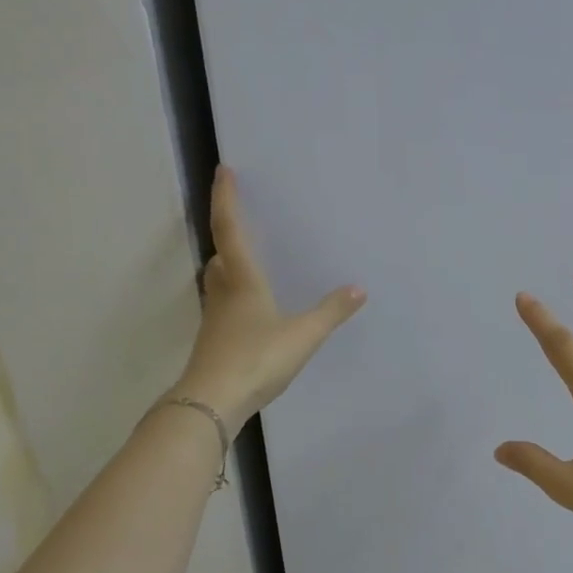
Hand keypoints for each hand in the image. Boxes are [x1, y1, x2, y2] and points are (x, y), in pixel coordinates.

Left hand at [166, 167, 365, 432]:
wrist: (213, 401)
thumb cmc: (257, 359)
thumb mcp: (303, 335)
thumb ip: (331, 312)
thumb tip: (358, 288)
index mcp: (243, 280)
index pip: (230, 229)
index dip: (226, 198)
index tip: (223, 170)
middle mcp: (224, 292)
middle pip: (220, 254)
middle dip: (227, 232)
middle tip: (239, 218)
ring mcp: (216, 318)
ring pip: (219, 280)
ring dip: (229, 264)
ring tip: (247, 261)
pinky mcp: (215, 340)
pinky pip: (224, 304)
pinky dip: (235, 295)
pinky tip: (251, 309)